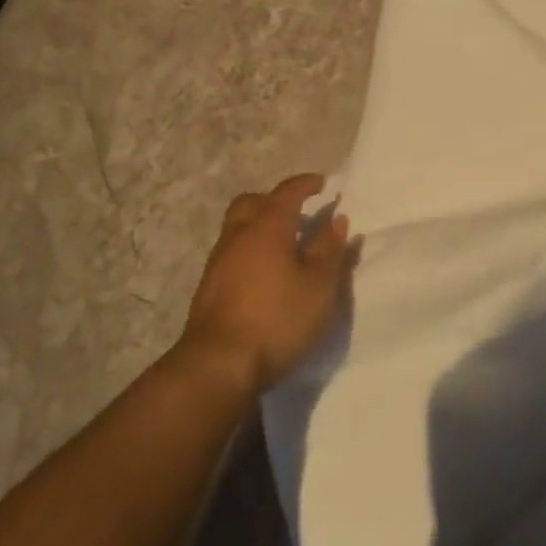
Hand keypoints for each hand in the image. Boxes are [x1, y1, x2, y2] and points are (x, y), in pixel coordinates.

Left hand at [177, 174, 356, 395]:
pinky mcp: (208, 286)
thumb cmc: (277, 318)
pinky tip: (263, 274)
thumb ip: (329, 249)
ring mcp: (218, 260)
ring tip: (283, 245)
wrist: (218, 363)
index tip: (321, 183)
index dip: (305, 184)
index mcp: (268, 225)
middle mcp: (239, 234)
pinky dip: (249, 250)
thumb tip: (337, 219)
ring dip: (259, 226)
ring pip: (238, 227)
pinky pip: (231, 252)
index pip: (287, 192)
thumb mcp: (319, 286)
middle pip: (253, 202)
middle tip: (296, 213)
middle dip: (274, 200)